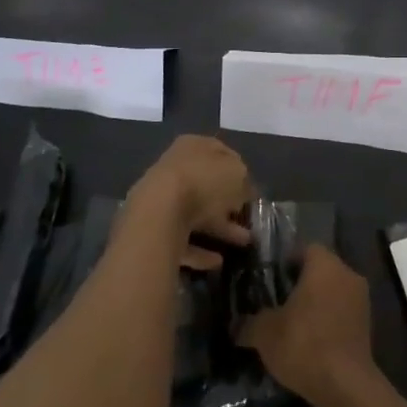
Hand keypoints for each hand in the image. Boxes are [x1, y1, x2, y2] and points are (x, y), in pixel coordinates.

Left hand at [127, 134, 252, 269]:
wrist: (159, 212)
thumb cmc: (203, 182)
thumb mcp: (237, 174)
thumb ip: (244, 180)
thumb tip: (244, 191)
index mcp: (193, 145)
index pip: (220, 152)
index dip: (238, 171)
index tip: (251, 190)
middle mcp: (175, 167)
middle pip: (206, 184)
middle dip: (228, 202)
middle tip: (246, 218)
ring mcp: (162, 199)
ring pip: (196, 212)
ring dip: (219, 228)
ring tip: (242, 243)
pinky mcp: (154, 228)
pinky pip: (182, 238)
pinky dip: (200, 250)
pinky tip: (217, 261)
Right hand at [239, 246, 373, 403]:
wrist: (345, 387)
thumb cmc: (304, 344)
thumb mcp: (265, 333)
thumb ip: (249, 323)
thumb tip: (235, 325)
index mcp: (324, 264)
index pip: (304, 249)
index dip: (286, 262)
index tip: (270, 280)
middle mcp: (347, 274)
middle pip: (320, 271)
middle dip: (300, 285)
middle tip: (277, 303)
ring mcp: (361, 300)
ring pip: (333, 293)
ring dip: (316, 305)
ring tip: (292, 326)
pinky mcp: (368, 326)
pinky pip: (342, 314)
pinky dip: (328, 323)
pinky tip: (311, 344)